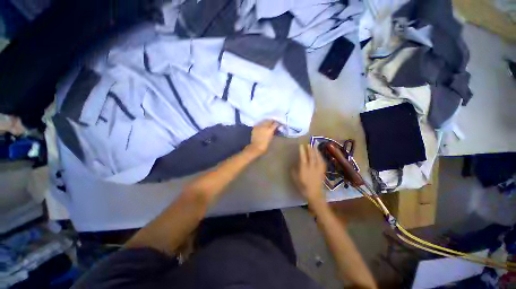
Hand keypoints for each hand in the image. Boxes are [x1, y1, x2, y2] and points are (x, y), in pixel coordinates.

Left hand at [246, 120, 278, 156]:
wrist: (256, 147)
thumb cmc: (265, 145)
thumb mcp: (271, 138)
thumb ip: (273, 132)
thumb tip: (274, 129)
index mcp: (270, 130)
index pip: (275, 124)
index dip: (277, 124)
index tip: (278, 125)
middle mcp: (264, 126)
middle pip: (269, 121)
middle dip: (271, 122)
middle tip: (273, 123)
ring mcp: (259, 126)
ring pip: (264, 121)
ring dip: (266, 122)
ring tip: (267, 124)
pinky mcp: (255, 127)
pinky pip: (259, 124)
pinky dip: (261, 124)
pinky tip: (262, 127)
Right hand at [291, 144, 326, 203]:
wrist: (314, 194)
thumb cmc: (303, 186)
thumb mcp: (295, 178)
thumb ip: (294, 170)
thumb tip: (294, 164)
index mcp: (304, 169)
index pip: (303, 157)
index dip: (302, 151)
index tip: (301, 145)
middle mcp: (311, 167)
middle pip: (311, 156)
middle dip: (309, 149)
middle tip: (308, 143)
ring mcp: (318, 169)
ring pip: (317, 158)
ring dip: (315, 151)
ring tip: (314, 146)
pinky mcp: (322, 171)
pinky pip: (322, 162)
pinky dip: (320, 157)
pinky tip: (319, 154)